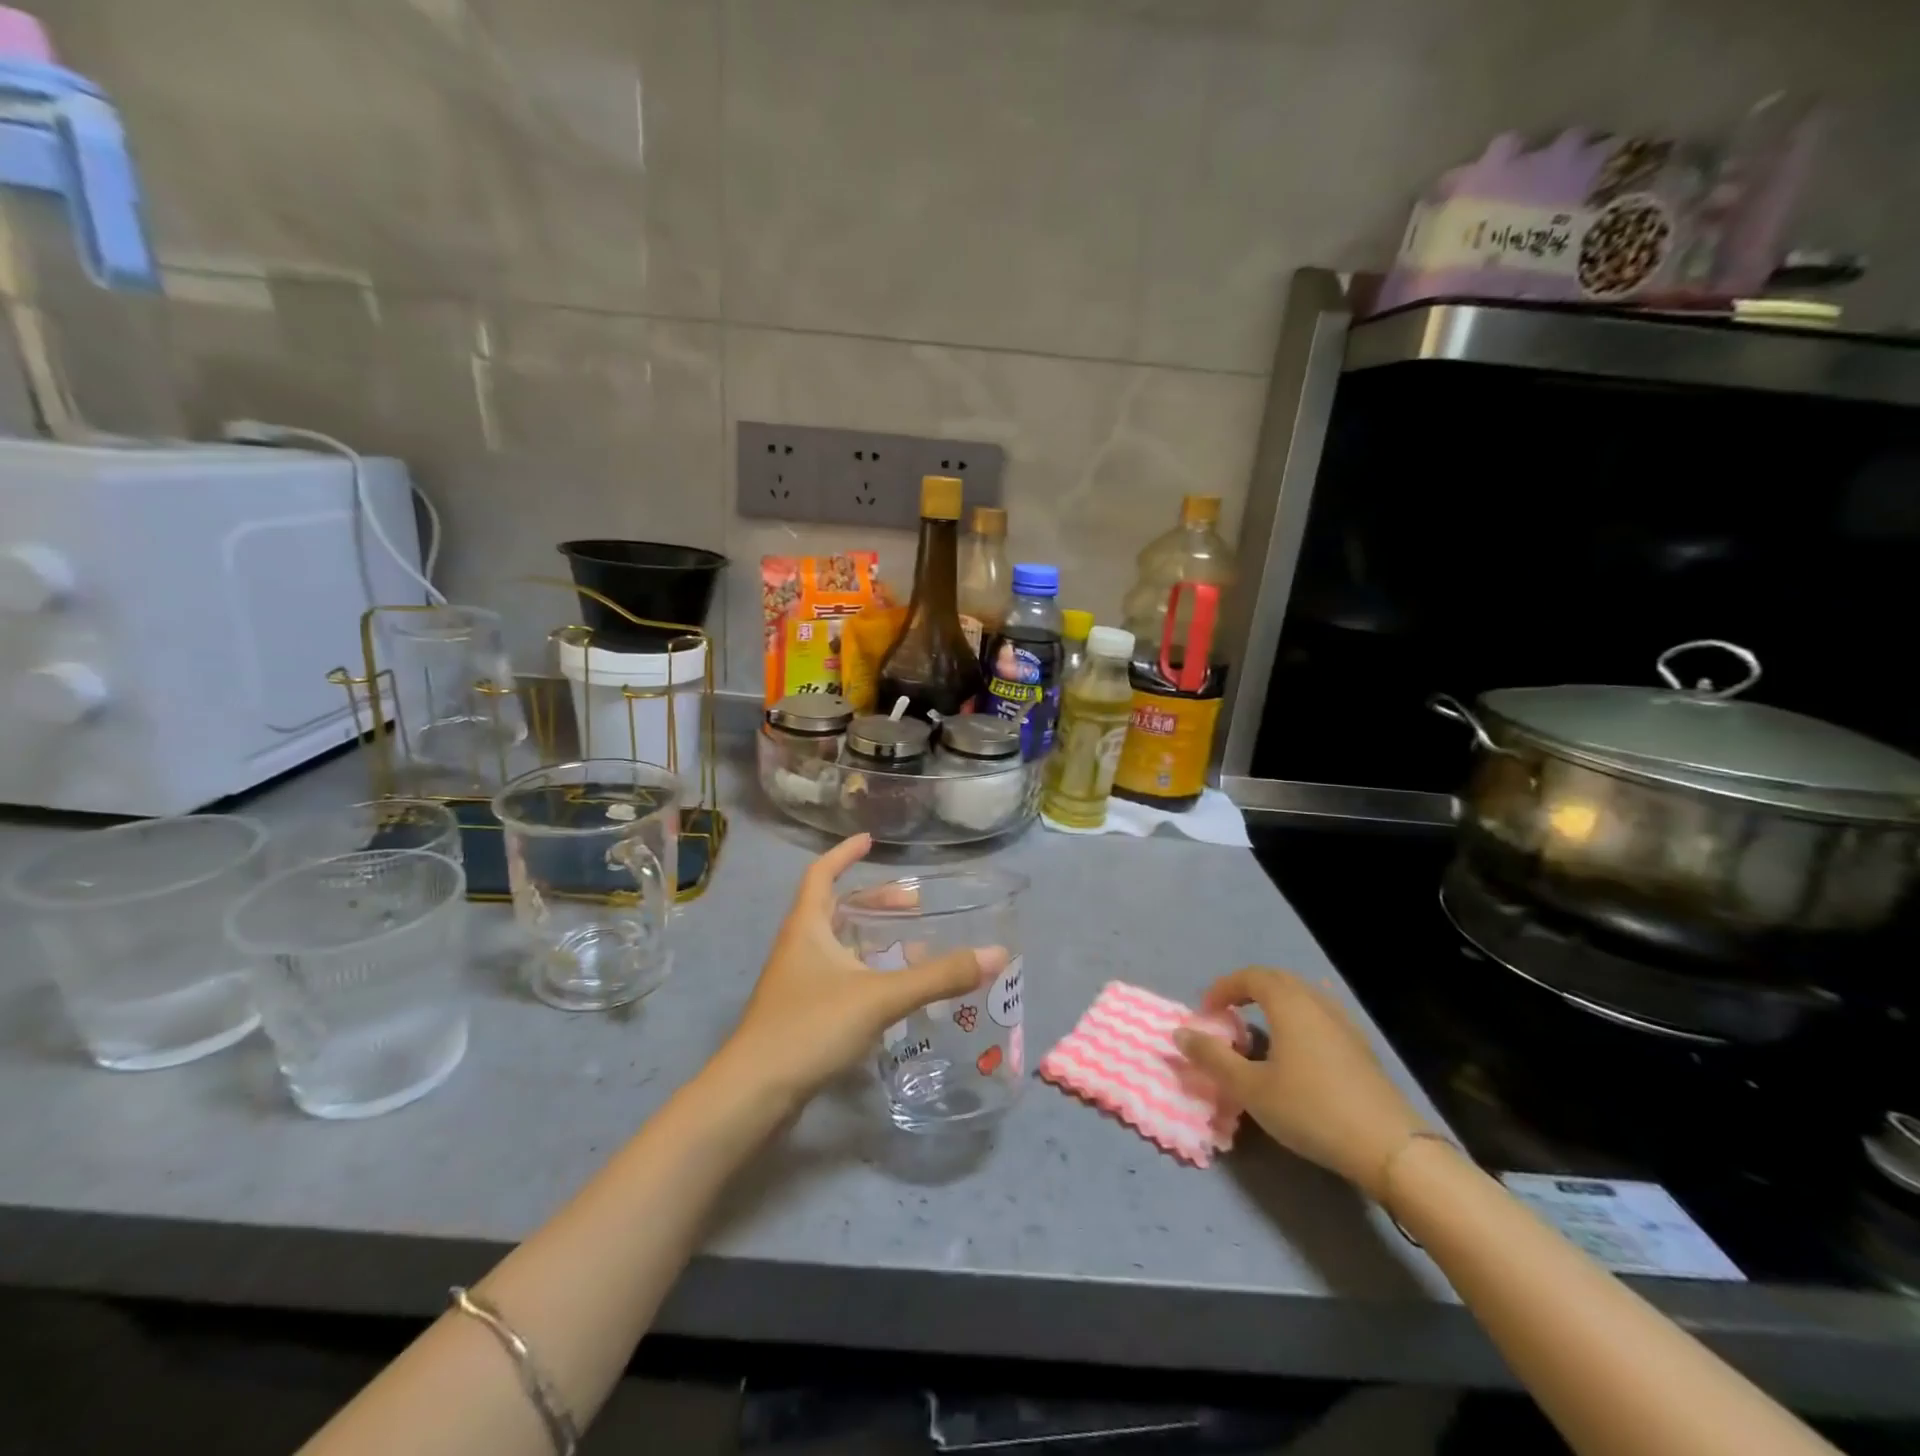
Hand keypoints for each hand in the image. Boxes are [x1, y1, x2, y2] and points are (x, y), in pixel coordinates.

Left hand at [720, 834, 1007, 1108]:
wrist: (754, 1094)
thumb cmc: (810, 1027)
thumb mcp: (879, 997)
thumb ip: (938, 977)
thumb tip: (997, 954)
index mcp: (807, 927)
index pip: (821, 874)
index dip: (844, 854)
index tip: (871, 841)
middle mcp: (798, 947)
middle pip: (835, 909)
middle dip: (874, 902)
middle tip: (913, 904)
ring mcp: (796, 982)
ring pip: (837, 946)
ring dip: (871, 939)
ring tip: (912, 946)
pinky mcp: (800, 1013)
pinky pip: (838, 977)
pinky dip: (865, 972)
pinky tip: (890, 993)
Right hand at [1174, 968, 1428, 1197]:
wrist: (1390, 1148)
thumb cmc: (1311, 1110)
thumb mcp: (1250, 1088)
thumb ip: (1212, 1058)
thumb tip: (1179, 1033)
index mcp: (1289, 1004)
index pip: (1250, 976)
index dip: (1223, 988)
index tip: (1206, 1013)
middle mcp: (1317, 1002)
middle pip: (1278, 980)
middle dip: (1247, 990)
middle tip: (1227, 1014)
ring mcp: (1344, 1023)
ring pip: (1302, 996)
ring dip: (1274, 1003)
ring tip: (1259, 1029)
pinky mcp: (1361, 1047)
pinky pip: (1320, 1015)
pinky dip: (1298, 1018)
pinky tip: (1298, 1046)